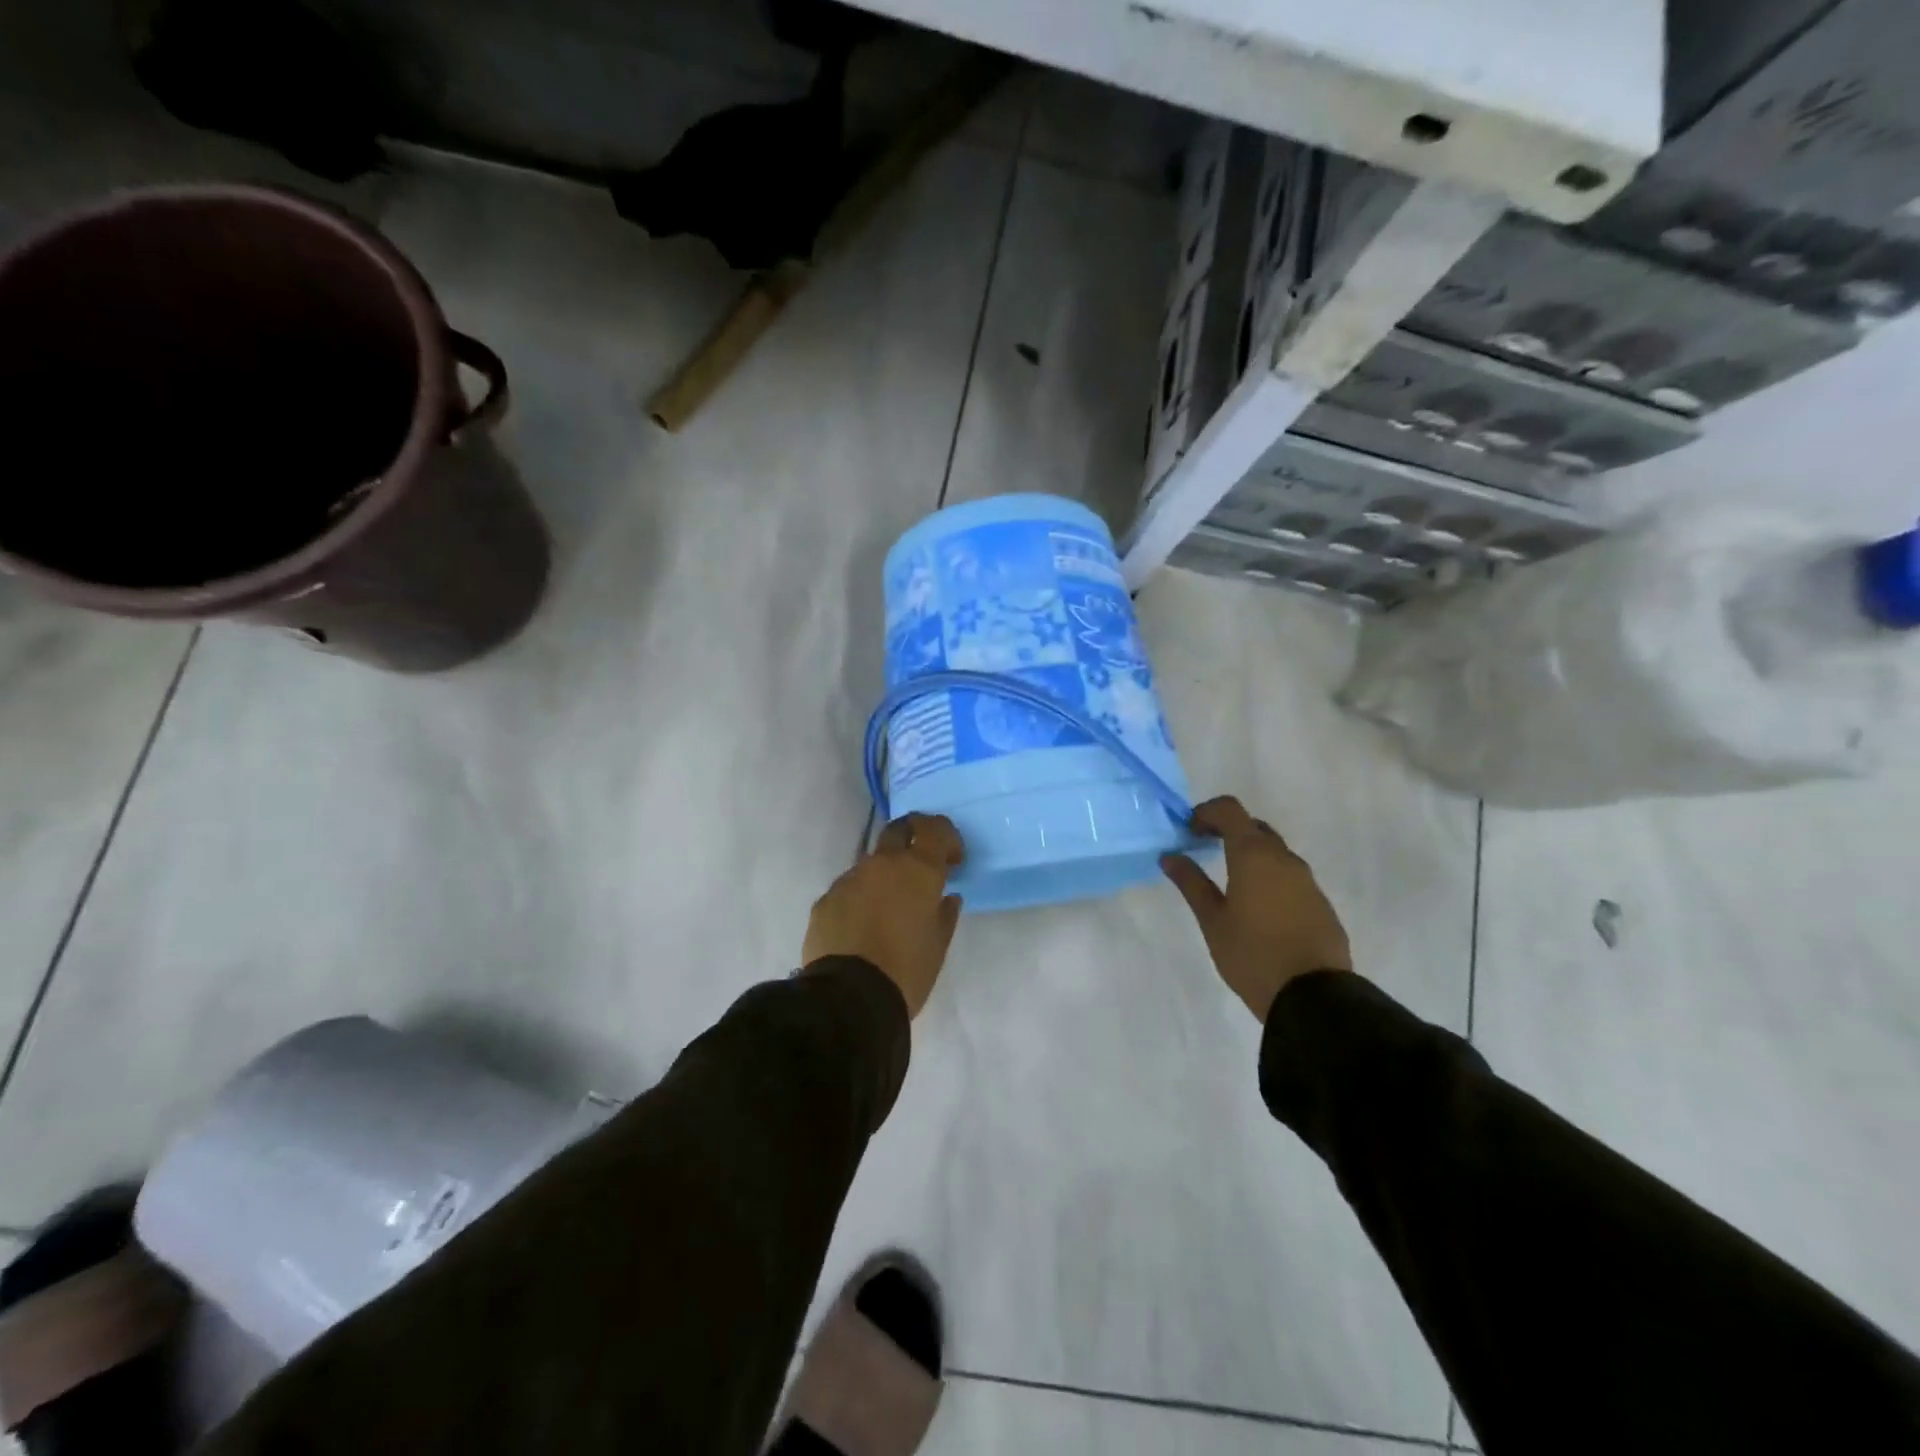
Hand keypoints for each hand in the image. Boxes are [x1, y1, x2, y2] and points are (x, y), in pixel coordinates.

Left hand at [803, 814, 964, 1018]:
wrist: (848, 999)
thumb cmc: (906, 970)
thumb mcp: (938, 946)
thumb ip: (945, 914)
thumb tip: (947, 897)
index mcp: (917, 870)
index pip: (935, 829)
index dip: (947, 837)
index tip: (953, 861)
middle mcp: (882, 864)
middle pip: (898, 829)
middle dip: (913, 837)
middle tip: (921, 864)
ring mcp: (849, 879)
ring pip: (871, 863)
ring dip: (884, 875)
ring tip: (889, 908)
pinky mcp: (825, 900)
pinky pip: (849, 889)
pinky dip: (861, 898)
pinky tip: (863, 927)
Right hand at [1161, 796, 1352, 1021]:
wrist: (1313, 997)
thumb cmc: (1252, 955)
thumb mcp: (1212, 920)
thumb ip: (1191, 883)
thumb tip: (1170, 856)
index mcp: (1254, 855)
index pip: (1230, 810)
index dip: (1206, 812)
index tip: (1188, 831)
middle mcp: (1284, 859)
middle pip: (1254, 827)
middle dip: (1227, 831)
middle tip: (1203, 849)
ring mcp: (1307, 881)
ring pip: (1274, 852)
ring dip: (1249, 854)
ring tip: (1228, 881)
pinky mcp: (1320, 903)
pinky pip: (1290, 876)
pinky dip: (1269, 877)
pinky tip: (1257, 907)